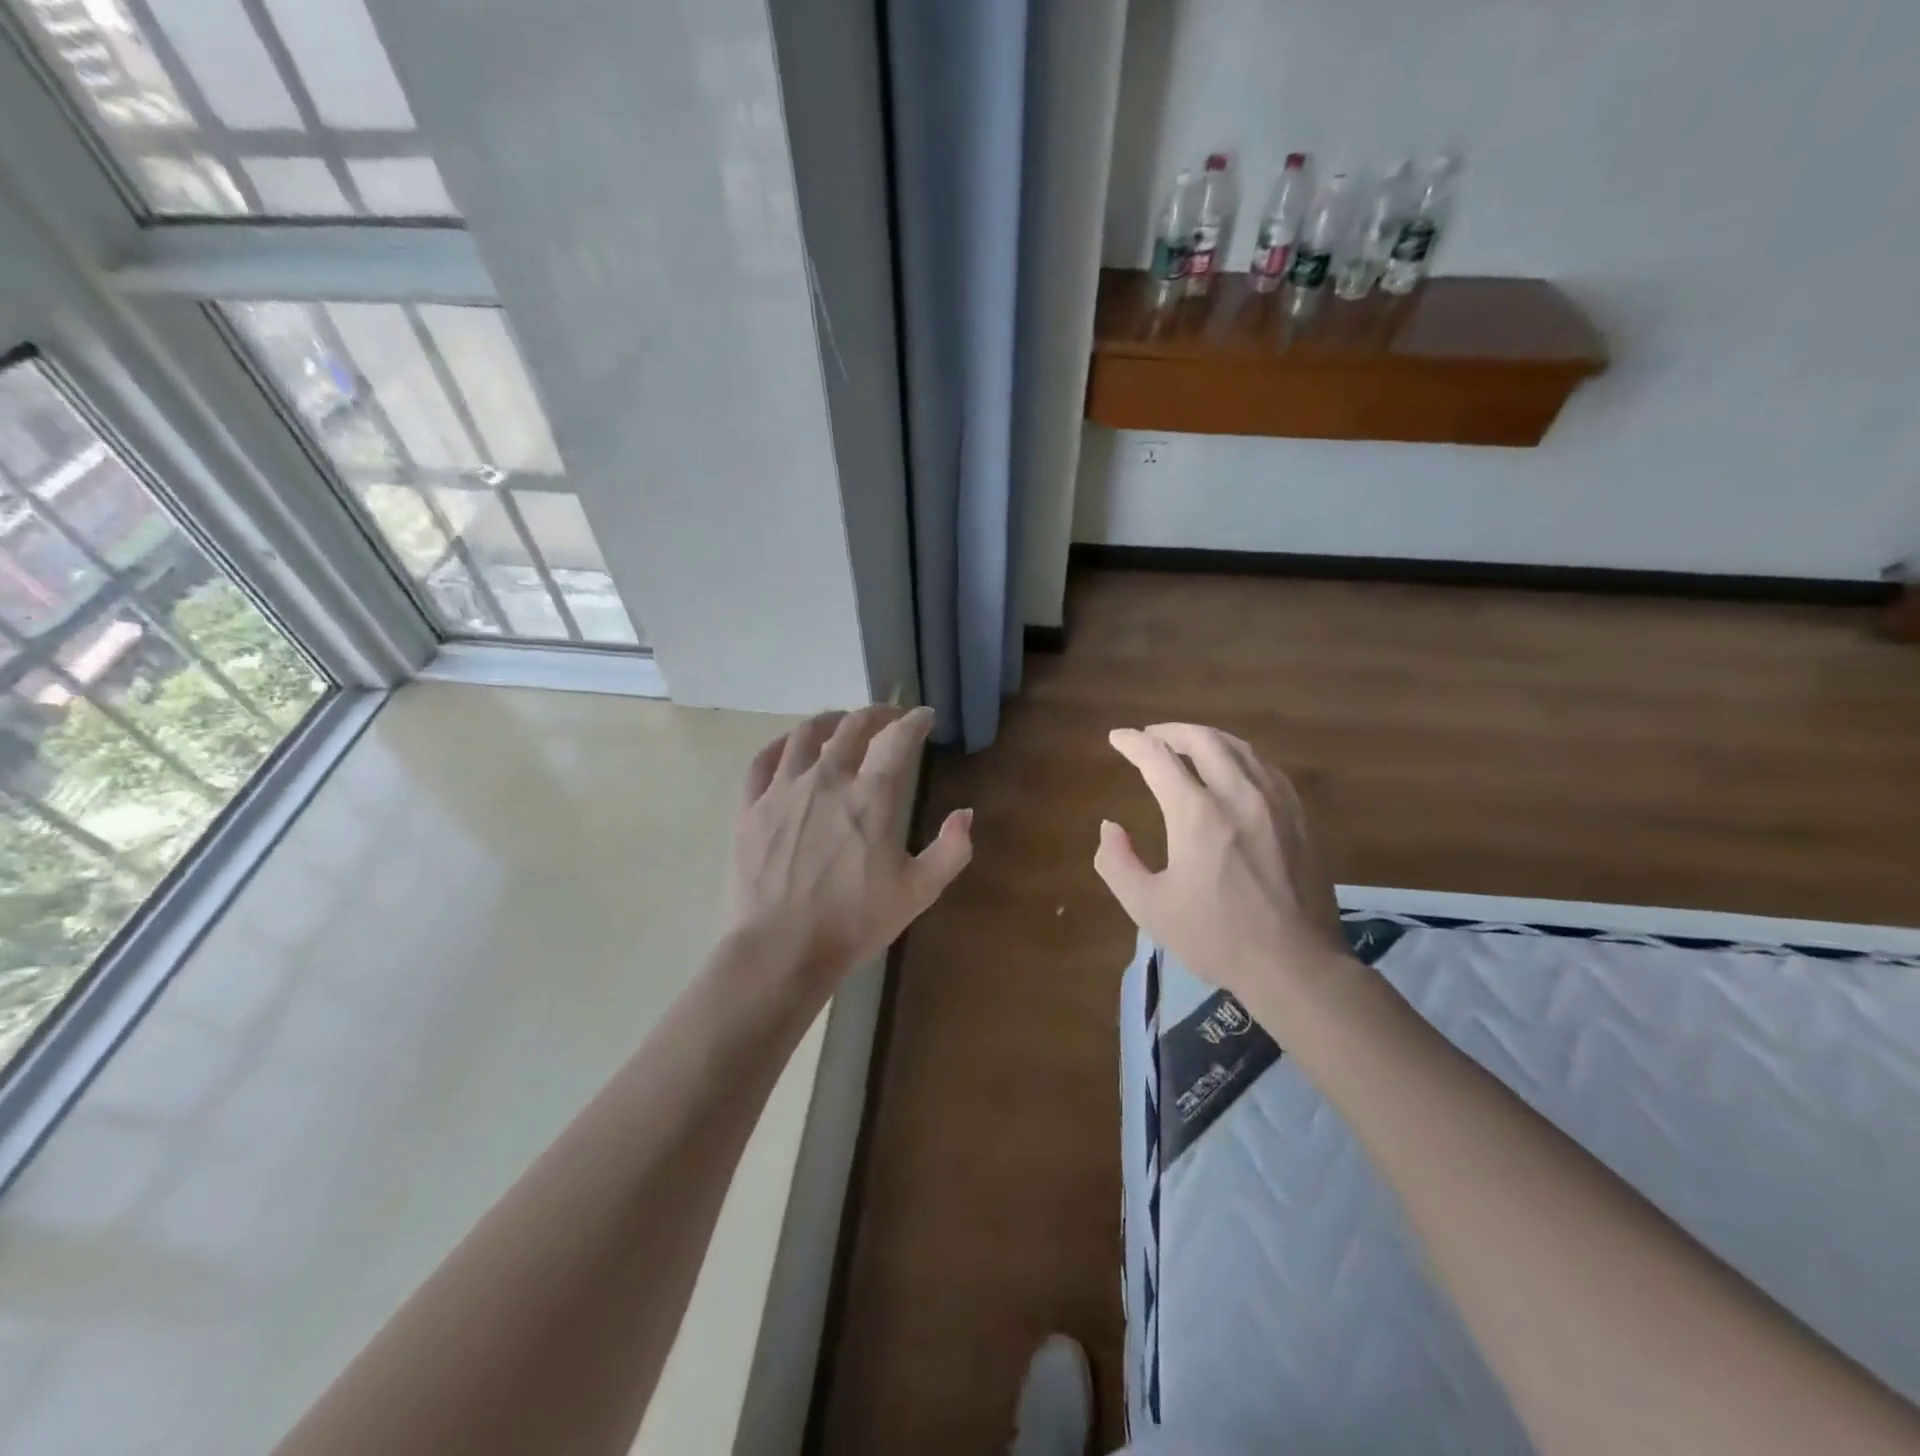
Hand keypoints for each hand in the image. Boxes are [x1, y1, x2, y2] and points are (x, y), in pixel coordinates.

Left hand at [730, 705, 971, 987]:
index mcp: (871, 797)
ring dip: (830, 721)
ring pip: (806, 734)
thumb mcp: (917, 892)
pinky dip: (781, 744)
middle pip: (853, 727)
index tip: (925, 717)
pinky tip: (790, 747)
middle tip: (889, 718)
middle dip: (877, 714)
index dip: (915, 721)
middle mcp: (827, 779)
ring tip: (841, 723)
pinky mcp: (751, 807)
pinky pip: (762, 760)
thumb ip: (951, 850)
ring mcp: (783, 790)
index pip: (897, 739)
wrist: (779, 951)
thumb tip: (965, 813)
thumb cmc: (853, 923)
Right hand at [1094, 723, 1352, 1031]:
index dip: (1133, 742)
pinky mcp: (1299, 816)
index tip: (1117, 737)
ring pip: (1239, 747)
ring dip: (1207, 738)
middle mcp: (1238, 795)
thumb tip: (1110, 827)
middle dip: (1170, 731)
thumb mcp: (1149, 907)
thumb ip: (1117, 862)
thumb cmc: (1216, 937)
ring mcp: (1275, 802)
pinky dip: (1240, 755)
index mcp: (1198, 815)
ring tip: (1187, 744)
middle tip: (1150, 736)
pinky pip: (1266, 767)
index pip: (1159, 758)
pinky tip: (1233, 768)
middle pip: (1203, 740)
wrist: (1295, 965)